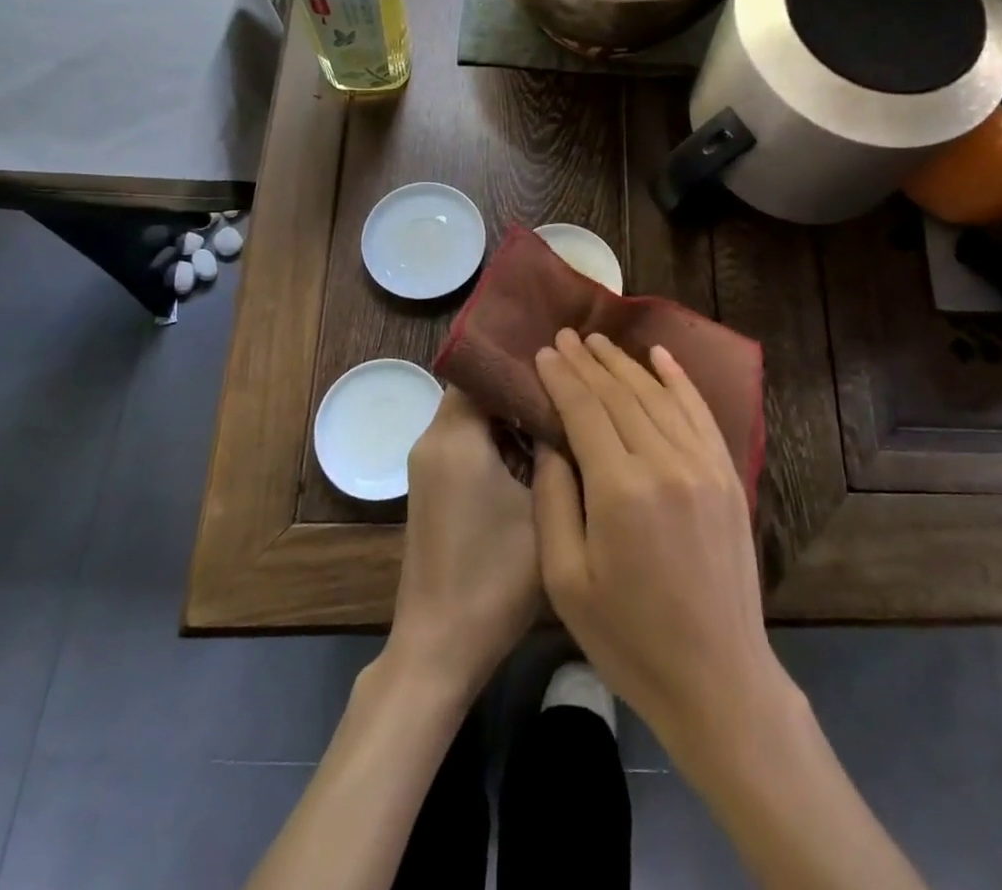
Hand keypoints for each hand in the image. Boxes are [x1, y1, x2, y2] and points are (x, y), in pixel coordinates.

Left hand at [389, 386, 540, 696]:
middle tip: (571, 380)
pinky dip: (498, 437)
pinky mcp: (434, 488)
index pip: (482, 368)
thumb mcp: (541, 507)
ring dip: (511, 413)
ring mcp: (430, 466)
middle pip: (477, 390)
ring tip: (563, 409)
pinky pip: (468, 442)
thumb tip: (566, 405)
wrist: (440, 647)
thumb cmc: (495, 576)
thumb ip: (553, 449)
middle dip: (521, 383)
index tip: (562, 354)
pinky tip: (539, 450)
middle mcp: (433, 441)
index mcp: (454, 436)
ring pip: (474, 416)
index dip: (519, 357)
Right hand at [531, 329, 784, 758]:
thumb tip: (550, 442)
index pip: (585, 410)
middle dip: (589, 362)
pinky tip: (661, 356)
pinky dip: (679, 379)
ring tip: (599, 341)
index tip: (543, 351)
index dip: (561, 377)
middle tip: (566, 336)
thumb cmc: (629, 638)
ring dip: (626, 364)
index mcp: (621, 489)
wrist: (719, 677)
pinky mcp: (729, 474)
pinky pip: (700, 411)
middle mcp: (666, 462)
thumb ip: (553, 501)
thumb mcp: (565, 581)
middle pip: (621, 394)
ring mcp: (705, 464)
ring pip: (658, 395)